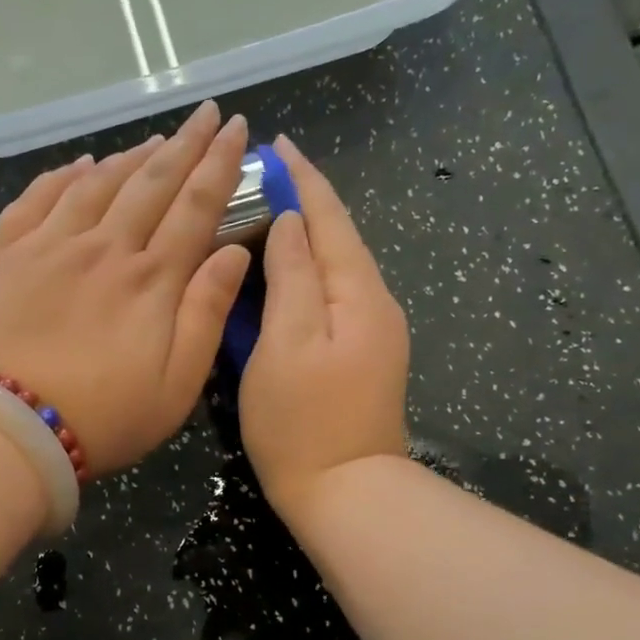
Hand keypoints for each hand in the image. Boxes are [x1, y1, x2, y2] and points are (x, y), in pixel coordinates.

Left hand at [0, 101, 252, 476]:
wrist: (15, 430)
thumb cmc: (107, 417)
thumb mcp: (179, 383)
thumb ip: (207, 312)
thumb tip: (234, 251)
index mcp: (152, 279)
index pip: (195, 206)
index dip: (219, 164)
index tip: (235, 129)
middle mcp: (105, 248)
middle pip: (151, 182)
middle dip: (184, 144)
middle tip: (205, 113)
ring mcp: (51, 247)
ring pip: (97, 183)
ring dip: (130, 157)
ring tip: (155, 139)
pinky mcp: (7, 256)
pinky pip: (37, 199)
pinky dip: (62, 176)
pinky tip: (79, 164)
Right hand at [240, 137, 410, 521]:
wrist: (347, 494)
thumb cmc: (303, 421)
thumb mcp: (286, 343)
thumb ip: (292, 276)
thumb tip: (291, 222)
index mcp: (358, 294)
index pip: (331, 219)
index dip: (304, 179)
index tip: (279, 144)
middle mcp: (375, 304)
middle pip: (340, 237)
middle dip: (306, 200)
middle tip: (264, 173)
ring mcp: (373, 332)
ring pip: (337, 266)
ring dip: (307, 233)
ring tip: (269, 209)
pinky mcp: (362, 355)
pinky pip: (333, 294)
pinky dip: (309, 270)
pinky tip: (286, 268)